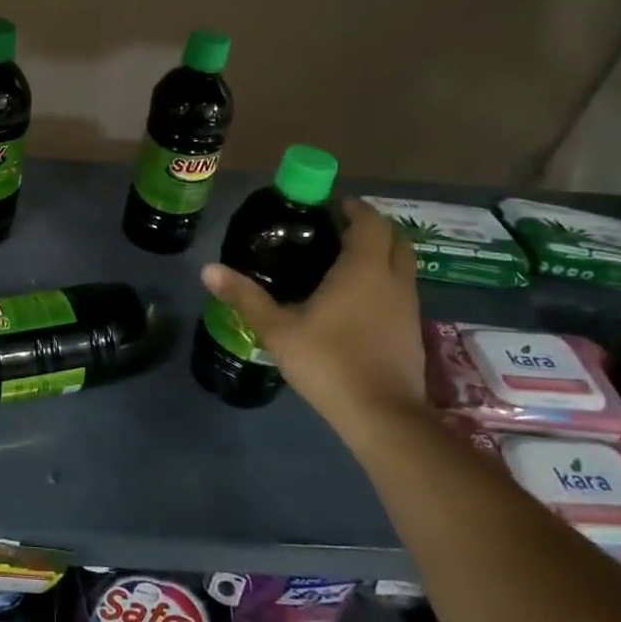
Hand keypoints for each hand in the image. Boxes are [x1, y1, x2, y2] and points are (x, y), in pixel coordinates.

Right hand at [200, 197, 426, 429]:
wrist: (382, 416)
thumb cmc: (329, 362)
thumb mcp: (278, 329)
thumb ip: (245, 296)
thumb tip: (207, 269)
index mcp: (363, 269)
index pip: (369, 221)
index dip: (352, 207)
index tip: (328, 204)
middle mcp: (393, 280)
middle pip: (394, 238)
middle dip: (370, 227)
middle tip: (336, 229)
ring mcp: (409, 307)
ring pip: (402, 265)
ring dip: (380, 254)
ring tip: (343, 261)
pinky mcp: (412, 331)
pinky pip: (401, 290)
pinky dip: (383, 281)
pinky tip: (356, 300)